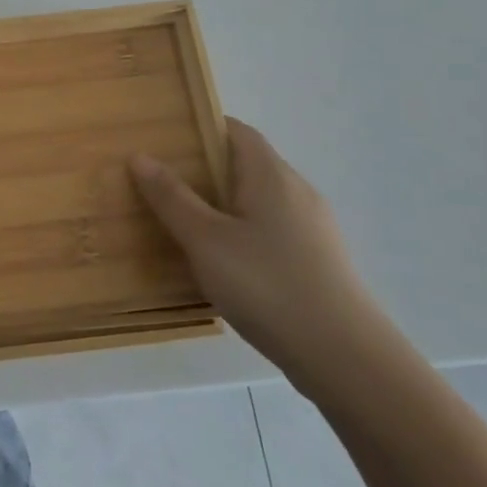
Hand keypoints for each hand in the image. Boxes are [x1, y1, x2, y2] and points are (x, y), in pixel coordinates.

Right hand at [130, 120, 385, 391]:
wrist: (346, 359)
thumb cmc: (268, 285)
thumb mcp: (205, 240)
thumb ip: (171, 197)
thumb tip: (140, 156)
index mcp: (271, 175)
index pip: (236, 130)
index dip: (200, 127)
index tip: (163, 139)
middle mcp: (297, 192)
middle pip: (245, 164)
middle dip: (203, 169)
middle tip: (160, 183)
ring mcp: (312, 229)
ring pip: (257, 200)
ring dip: (221, 204)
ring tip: (182, 222)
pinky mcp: (318, 261)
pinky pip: (270, 230)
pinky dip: (240, 232)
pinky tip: (220, 262)